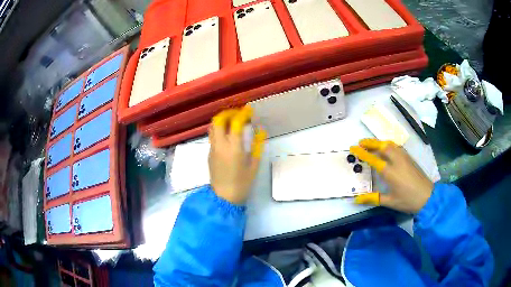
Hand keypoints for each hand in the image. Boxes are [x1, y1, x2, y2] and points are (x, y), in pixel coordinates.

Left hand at [208, 106, 265, 204]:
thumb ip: (258, 146)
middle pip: (218, 120)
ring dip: (222, 120)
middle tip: (239, 114)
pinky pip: (213, 136)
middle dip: (228, 113)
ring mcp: (213, 149)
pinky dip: (220, 130)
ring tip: (232, 122)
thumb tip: (261, 130)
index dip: (243, 114)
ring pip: (213, 127)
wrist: (224, 197)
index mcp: (234, 148)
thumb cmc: (242, 183)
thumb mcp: (254, 165)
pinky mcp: (209, 154)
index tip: (250, 110)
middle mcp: (220, 145)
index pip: (236, 123)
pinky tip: (228, 136)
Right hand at [349, 138, 433, 213]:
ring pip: (390, 144)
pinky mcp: (409, 158)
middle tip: (360, 142)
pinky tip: (387, 148)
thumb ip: (373, 198)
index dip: (362, 152)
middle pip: (382, 146)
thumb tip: (356, 200)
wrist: (427, 197)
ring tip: (371, 143)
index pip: (373, 159)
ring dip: (379, 142)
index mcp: (390, 172)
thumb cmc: (408, 200)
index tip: (353, 147)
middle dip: (370, 142)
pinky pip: (396, 146)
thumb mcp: (390, 201)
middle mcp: (396, 160)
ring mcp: (404, 157)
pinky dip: (388, 144)